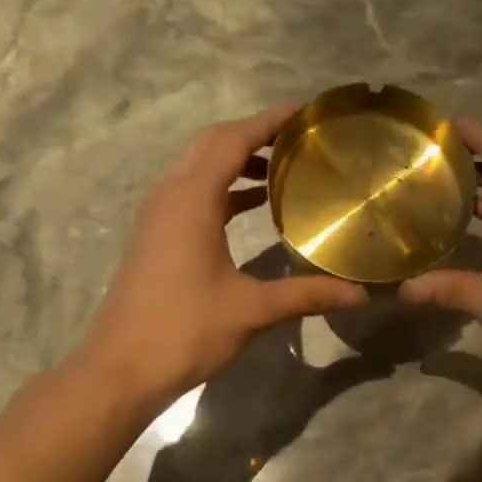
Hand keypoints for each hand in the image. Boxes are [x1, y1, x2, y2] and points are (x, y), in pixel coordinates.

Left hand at [78, 107, 367, 411]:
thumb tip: (360, 294)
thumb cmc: (185, 331)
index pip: (232, 140)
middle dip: (252, 134)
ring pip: (196, 168)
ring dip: (234, 160)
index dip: (268, 121)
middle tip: (296, 140)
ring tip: (281, 169)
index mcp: (191, 199)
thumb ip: (306, 295)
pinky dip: (220, 187)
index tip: (304, 113)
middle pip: (210, 144)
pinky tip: (250, 207)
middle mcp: (169, 195)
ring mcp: (156, 216)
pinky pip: (189, 193)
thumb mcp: (251, 310)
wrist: (121, 369)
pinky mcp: (154, 237)